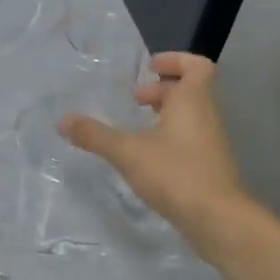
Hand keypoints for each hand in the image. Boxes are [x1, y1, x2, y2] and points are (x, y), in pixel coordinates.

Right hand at [59, 52, 247, 240]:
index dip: (175, 60)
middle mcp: (206, 116)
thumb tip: (62, 120)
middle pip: (189, 91)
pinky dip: (168, 139)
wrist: (217, 219)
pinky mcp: (208, 167)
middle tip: (134, 99)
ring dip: (163, 115)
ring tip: (134, 128)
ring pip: (188, 117)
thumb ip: (95, 135)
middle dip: (161, 90)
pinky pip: (188, 140)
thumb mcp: (127, 151)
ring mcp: (210, 143)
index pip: (196, 65)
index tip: (150, 67)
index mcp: (192, 100)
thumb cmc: (175, 173)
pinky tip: (145, 157)